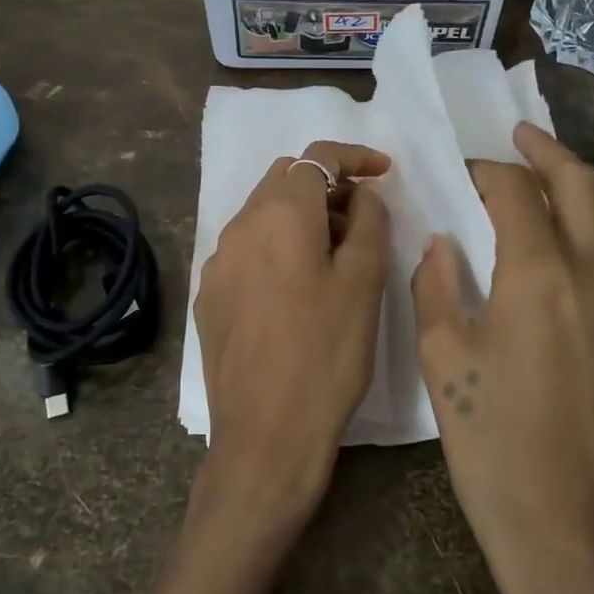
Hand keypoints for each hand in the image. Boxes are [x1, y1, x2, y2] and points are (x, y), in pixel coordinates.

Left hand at [193, 141, 390, 538]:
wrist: (265, 436)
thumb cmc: (326, 355)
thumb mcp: (364, 283)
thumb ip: (369, 223)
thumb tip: (363, 194)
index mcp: (280, 215)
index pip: (317, 157)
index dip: (354, 157)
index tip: (384, 172)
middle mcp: (239, 227)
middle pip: (284, 178)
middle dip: (326, 185)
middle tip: (363, 218)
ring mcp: (218, 262)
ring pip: (262, 213)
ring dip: (301, 216)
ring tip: (335, 254)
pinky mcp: (209, 295)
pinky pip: (246, 248)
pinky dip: (276, 245)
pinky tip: (297, 287)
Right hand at [412, 122, 593, 593]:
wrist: (584, 546)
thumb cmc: (497, 454)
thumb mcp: (445, 366)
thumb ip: (438, 289)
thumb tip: (443, 244)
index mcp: (542, 277)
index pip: (515, 192)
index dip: (486, 171)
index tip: (462, 172)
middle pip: (584, 186)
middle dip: (549, 152)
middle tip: (520, 136)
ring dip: (576, 195)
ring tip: (540, 190)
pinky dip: (590, 242)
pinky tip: (560, 266)